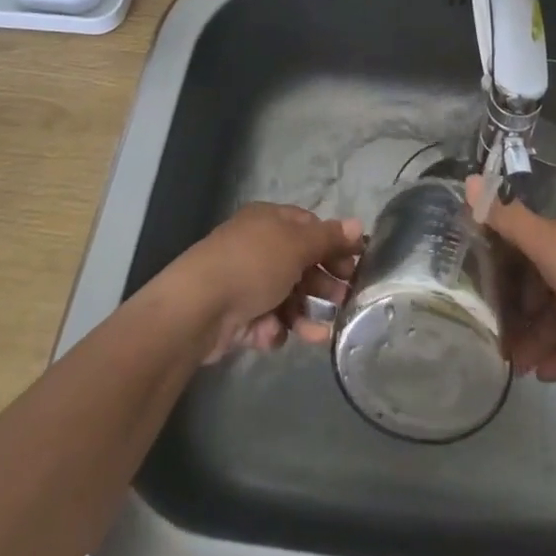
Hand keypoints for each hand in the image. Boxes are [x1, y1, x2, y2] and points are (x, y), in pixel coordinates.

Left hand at [169, 203, 363, 362]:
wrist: (197, 308)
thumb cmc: (253, 264)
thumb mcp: (297, 245)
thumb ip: (329, 238)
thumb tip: (358, 225)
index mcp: (269, 220)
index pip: (310, 227)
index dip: (335, 244)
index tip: (358, 263)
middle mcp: (257, 247)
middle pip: (301, 263)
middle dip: (324, 282)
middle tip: (347, 299)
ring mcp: (245, 282)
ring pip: (287, 296)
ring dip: (305, 313)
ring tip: (321, 333)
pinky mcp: (236, 315)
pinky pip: (267, 320)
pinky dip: (275, 329)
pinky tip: (274, 334)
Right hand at [467, 174, 555, 380]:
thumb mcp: (545, 242)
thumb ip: (506, 217)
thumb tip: (468, 181)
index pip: (534, 232)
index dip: (508, 254)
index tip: (484, 278)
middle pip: (544, 276)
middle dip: (520, 308)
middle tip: (497, 333)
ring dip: (537, 336)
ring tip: (517, 366)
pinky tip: (543, 374)